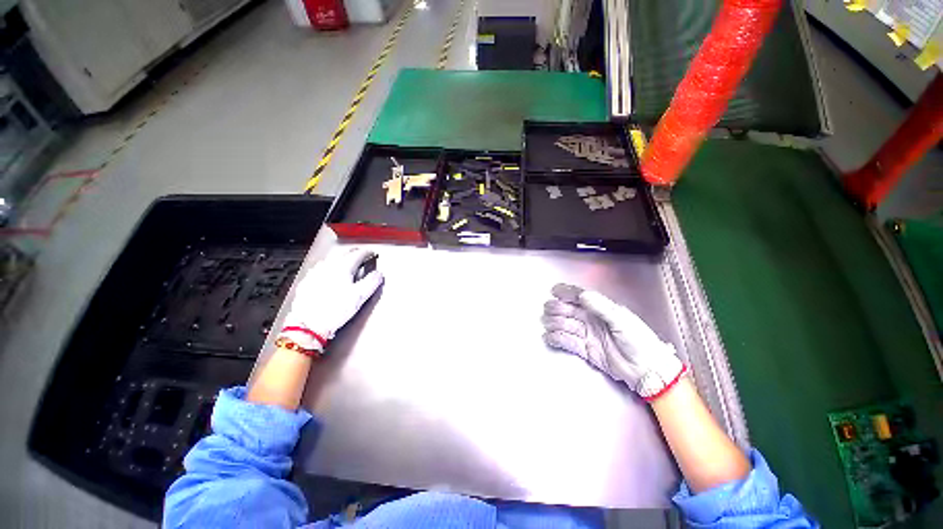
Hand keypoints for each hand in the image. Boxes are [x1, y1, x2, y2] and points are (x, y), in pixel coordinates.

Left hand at [279, 248, 383, 351]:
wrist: (308, 325)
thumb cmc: (333, 311)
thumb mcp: (360, 297)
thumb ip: (371, 282)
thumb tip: (378, 274)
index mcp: (342, 268)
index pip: (357, 254)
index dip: (367, 253)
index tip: (371, 253)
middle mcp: (328, 267)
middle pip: (342, 253)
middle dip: (353, 252)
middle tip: (360, 254)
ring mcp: (315, 274)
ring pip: (330, 259)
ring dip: (340, 257)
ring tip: (346, 261)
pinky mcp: (306, 283)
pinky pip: (318, 268)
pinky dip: (327, 266)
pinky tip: (327, 272)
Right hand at [541, 284, 685, 399]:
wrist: (647, 371)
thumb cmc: (639, 341)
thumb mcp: (622, 320)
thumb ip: (601, 307)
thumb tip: (583, 295)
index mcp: (601, 309)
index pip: (580, 297)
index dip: (566, 292)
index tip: (554, 290)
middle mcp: (592, 320)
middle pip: (569, 310)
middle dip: (557, 308)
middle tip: (549, 309)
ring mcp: (587, 335)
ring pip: (566, 325)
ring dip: (555, 322)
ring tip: (547, 323)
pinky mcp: (585, 350)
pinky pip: (568, 342)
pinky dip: (557, 339)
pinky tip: (549, 337)